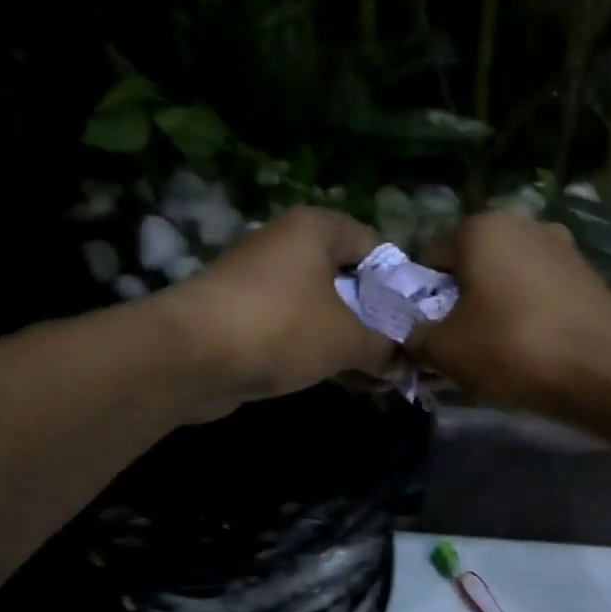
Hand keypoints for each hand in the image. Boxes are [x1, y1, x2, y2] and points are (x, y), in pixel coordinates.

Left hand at [162, 207, 393, 416]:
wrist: (189, 357)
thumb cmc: (280, 328)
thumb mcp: (348, 338)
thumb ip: (385, 346)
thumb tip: (404, 361)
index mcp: (316, 229)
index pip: (376, 245)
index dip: (403, 282)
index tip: (421, 319)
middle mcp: (288, 246)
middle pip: (350, 279)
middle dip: (379, 319)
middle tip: (406, 352)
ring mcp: (263, 283)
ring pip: (325, 310)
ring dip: (354, 342)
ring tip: (385, 375)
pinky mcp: (246, 318)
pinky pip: (298, 330)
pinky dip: (323, 351)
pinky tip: (352, 382)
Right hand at [412, 212, 610, 413]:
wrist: (604, 371)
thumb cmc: (513, 349)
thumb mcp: (445, 351)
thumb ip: (416, 338)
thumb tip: (412, 336)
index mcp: (482, 228)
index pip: (430, 256)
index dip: (421, 297)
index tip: (427, 332)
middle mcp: (524, 224)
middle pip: (473, 264)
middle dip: (461, 299)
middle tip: (461, 343)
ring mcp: (563, 247)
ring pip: (509, 277)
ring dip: (496, 306)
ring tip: (499, 349)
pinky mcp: (589, 275)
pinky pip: (541, 291)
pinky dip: (529, 313)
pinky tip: (534, 347)